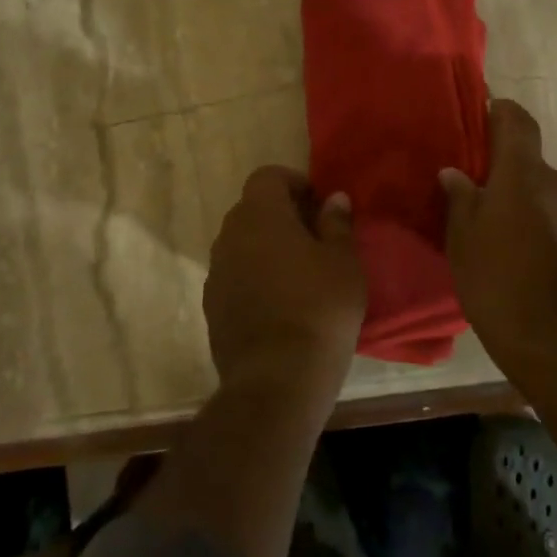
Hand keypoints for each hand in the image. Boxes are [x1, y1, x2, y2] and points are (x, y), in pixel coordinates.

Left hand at [203, 166, 366, 398]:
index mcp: (259, 215)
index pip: (267, 176)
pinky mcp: (212, 307)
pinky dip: (255, 276)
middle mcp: (229, 236)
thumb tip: (334, 198)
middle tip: (315, 236)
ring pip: (242, 244)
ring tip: (300, 272)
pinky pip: (235, 275)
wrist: (277, 379)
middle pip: (252, 209)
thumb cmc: (319, 309)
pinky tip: (281, 302)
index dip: (294, 182)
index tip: (318, 203)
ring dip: (267, 246)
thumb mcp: (344, 262)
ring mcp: (216, 273)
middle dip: (282, 214)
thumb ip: (337, 224)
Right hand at [441, 100, 556, 349]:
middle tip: (482, 200)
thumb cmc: (496, 280)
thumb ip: (460, 199)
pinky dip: (549, 231)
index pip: (517, 121)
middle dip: (509, 175)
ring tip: (507, 238)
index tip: (485, 114)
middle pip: (531, 165)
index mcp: (523, 174)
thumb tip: (455, 173)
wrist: (556, 339)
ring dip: (530, 206)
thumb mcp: (462, 239)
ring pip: (549, 197)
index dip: (501, 111)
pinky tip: (533, 261)